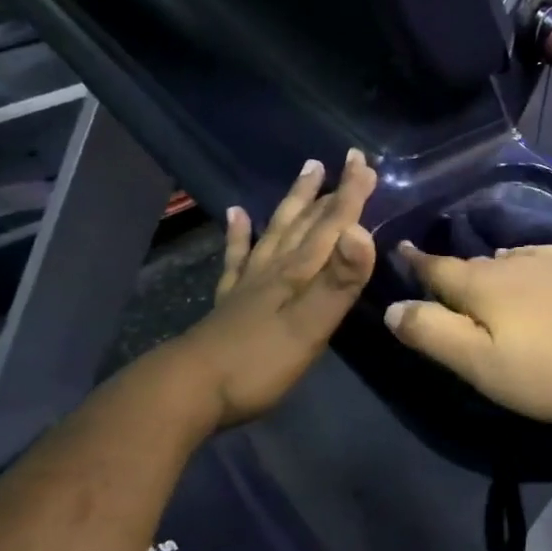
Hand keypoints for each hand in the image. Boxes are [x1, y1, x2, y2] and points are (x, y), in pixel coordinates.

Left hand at [168, 151, 377, 428]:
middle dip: (330, 193)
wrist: (189, 390)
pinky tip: (236, 214)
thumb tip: (362, 232)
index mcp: (298, 273)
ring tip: (307, 173)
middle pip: (307, 223)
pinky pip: (237, 257)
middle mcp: (275, 269)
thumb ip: (338, 282)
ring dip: (295, 203)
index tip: (363, 160)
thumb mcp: (309, 326)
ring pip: (277, 231)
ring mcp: (249, 283)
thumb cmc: (258, 363)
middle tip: (345, 163)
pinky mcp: (231, 301)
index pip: (331, 226)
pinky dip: (239, 234)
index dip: (350, 195)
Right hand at [384, 243, 551, 425]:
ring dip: (493, 267)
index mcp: (484, 284)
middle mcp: (515, 262)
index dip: (416, 262)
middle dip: (454, 269)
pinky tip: (538, 273)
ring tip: (487, 277)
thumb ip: (433, 333)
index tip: (400, 249)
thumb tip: (393, 307)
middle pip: (474, 264)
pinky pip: (544, 259)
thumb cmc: (549, 370)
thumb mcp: (479, 363)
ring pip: (511, 258)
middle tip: (443, 281)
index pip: (438, 268)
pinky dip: (529, 264)